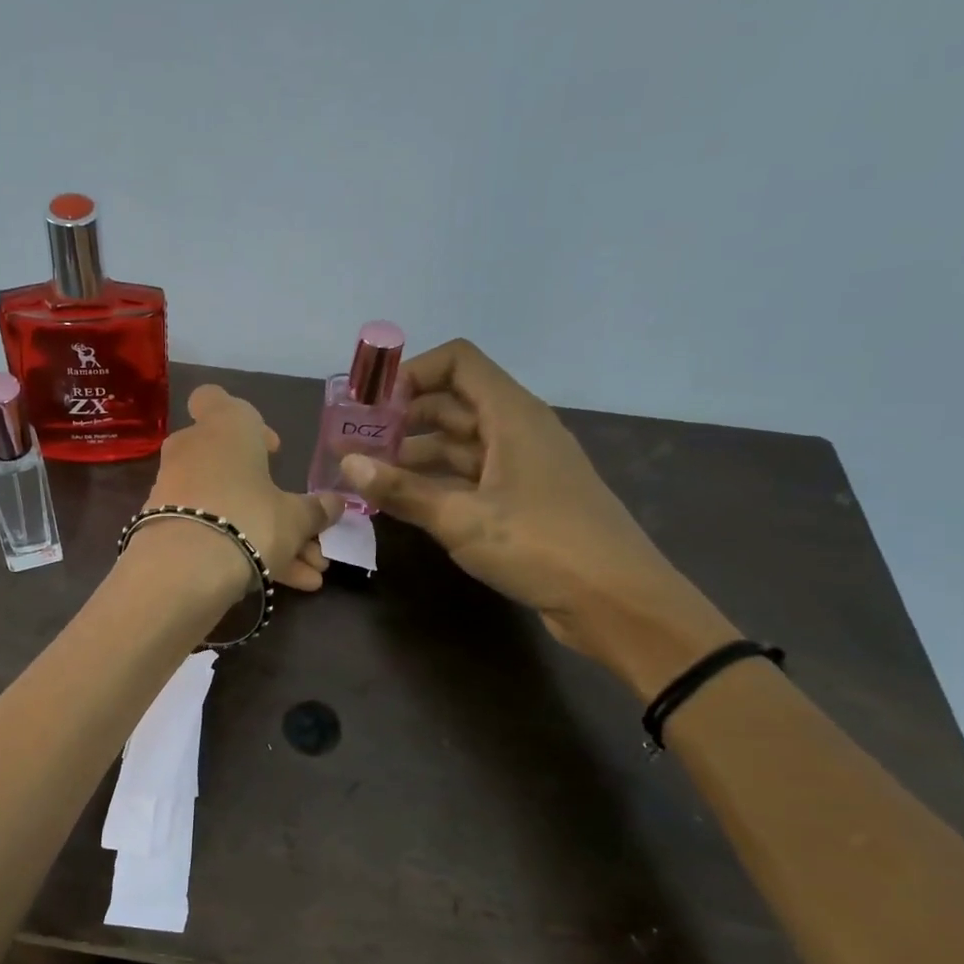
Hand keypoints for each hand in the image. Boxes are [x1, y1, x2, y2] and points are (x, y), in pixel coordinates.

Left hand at [142, 384, 343, 596]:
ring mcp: (173, 490)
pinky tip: (286, 583)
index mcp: (224, 428)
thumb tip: (335, 503)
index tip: (270, 450)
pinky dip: (245, 553)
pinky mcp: (162, 527)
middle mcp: (192, 450)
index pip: (214, 399)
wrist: (184, 570)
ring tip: (311, 573)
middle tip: (298, 523)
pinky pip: (211, 533)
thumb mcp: (295, 518)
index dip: (247, 422)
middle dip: (268, 499)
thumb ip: (315, 510)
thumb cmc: (249, 519)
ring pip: (228, 507)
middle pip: (230, 467)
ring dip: (268, 536)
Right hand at [340, 340, 733, 684]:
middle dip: (404, 417)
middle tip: (357, 443)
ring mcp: (523, 467)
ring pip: (461, 443)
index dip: (411, 373)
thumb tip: (347, 464)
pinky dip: (437, 482)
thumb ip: (402, 490)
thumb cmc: (540, 545)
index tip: (371, 404)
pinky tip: (405, 501)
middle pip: (454, 402)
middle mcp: (519, 431)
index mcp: (512, 415)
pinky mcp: (525, 501)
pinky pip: (472, 476)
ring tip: (370, 474)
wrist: (615, 601)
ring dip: (416, 453)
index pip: (458, 362)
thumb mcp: (461, 518)